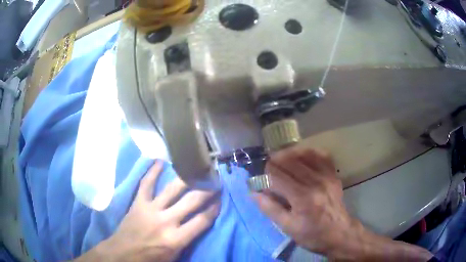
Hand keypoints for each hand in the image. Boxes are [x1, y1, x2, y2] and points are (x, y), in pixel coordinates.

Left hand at [94, 161, 219, 261]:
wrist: (124, 253)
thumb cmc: (151, 258)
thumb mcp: (175, 256)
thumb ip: (188, 240)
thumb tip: (199, 224)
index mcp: (176, 238)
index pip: (202, 220)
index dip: (214, 208)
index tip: (220, 199)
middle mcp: (166, 221)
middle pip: (192, 201)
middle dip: (206, 190)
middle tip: (215, 180)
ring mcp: (151, 209)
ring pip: (172, 189)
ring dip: (187, 178)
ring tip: (196, 168)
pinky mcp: (139, 203)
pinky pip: (146, 184)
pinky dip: (153, 172)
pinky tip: (160, 161)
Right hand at [254, 147, 353, 255]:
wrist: (339, 233)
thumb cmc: (312, 234)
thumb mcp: (288, 227)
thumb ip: (270, 208)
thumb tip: (253, 193)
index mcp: (302, 198)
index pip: (277, 175)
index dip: (264, 175)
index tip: (260, 179)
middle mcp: (315, 182)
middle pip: (288, 161)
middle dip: (274, 163)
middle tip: (269, 171)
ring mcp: (326, 175)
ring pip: (303, 154)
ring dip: (288, 156)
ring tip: (282, 163)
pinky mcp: (333, 174)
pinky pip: (320, 154)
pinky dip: (307, 154)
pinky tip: (301, 160)